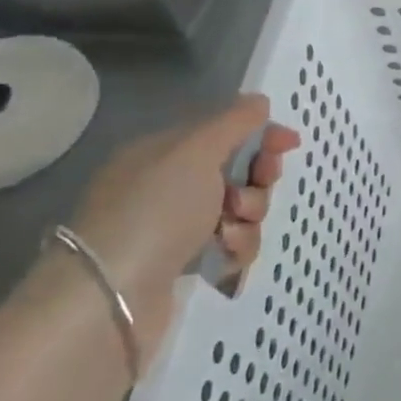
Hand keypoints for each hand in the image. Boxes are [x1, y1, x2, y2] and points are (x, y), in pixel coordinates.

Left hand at [52, 95, 298, 359]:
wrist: (111, 299)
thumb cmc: (153, 212)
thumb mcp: (195, 152)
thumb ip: (233, 122)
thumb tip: (258, 101)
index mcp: (162, 152)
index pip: (223, 131)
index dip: (260, 134)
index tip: (290, 144)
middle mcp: (168, 186)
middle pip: (237, 171)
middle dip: (255, 182)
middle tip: (247, 197)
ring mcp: (175, 227)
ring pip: (240, 211)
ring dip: (248, 219)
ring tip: (229, 234)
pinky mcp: (184, 264)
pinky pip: (231, 245)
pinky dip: (236, 248)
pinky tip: (223, 256)